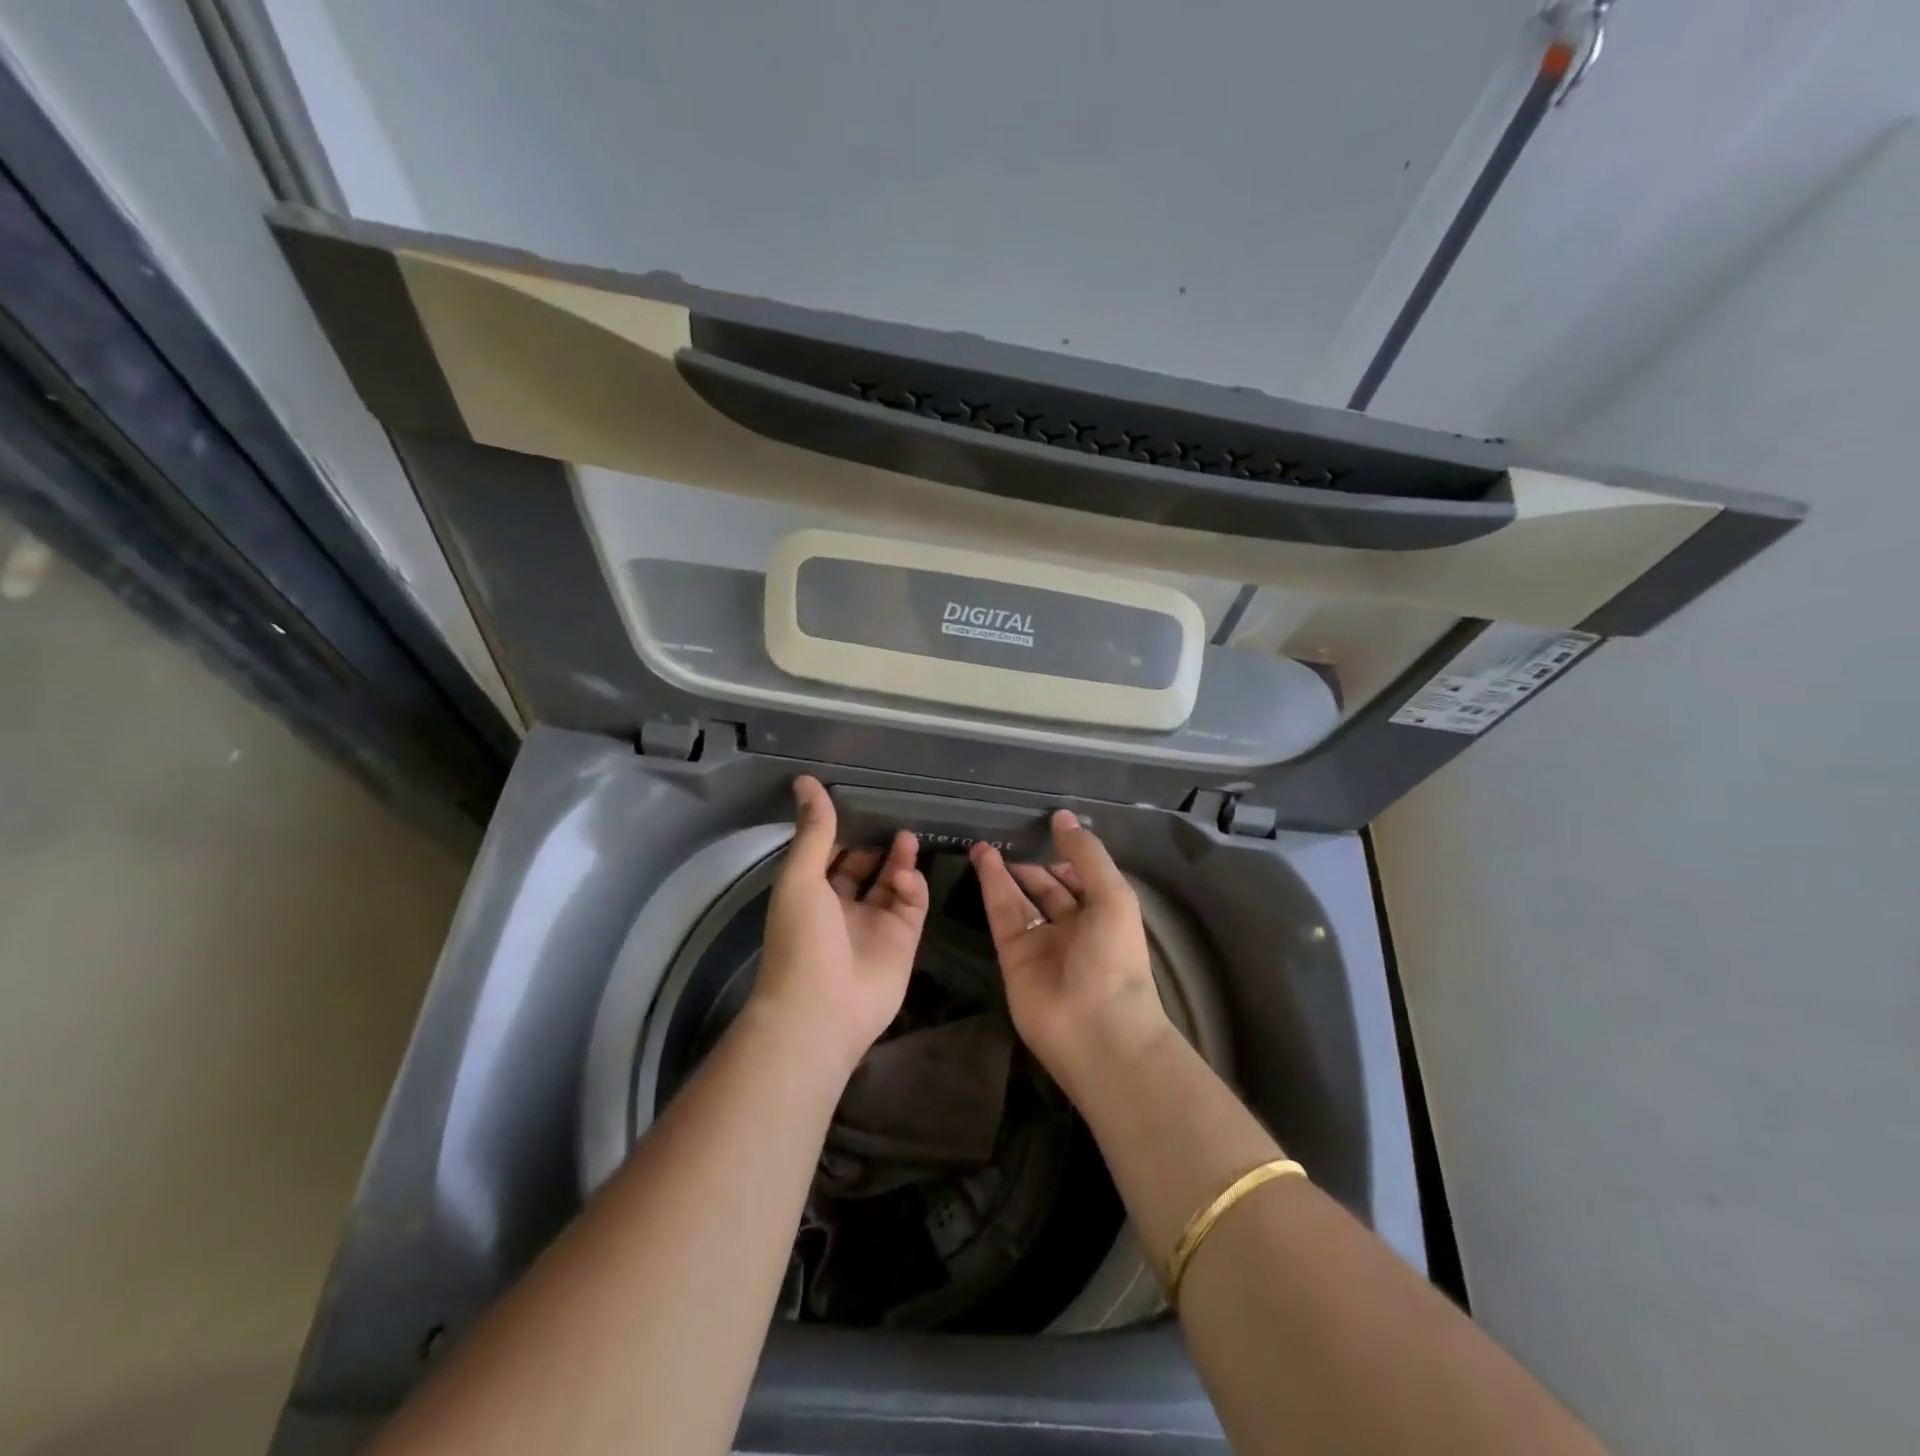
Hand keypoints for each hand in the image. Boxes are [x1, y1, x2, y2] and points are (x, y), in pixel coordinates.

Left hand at [751, 777, 928, 1072]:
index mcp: (811, 893)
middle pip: (864, 867)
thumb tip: (806, 780)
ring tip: (907, 836)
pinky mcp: (903, 941)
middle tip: (893, 813)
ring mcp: (874, 925)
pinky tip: (908, 878)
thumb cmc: (802, 939)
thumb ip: (814, 830)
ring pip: (892, 883)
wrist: (822, 1009)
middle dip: (876, 842)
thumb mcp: (801, 877)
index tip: (859, 799)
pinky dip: (913, 888)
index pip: (830, 853)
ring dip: (899, 860)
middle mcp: (842, 907)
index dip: (843, 829)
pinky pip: (912, 906)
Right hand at [969, 812, 1174, 1094]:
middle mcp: (1073, 927)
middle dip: (1030, 862)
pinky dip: (992, 887)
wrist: (1096, 1030)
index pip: (1080, 877)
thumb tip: (1062, 816)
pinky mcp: (1013, 957)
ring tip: (984, 842)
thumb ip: (1086, 854)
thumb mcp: (1112, 895)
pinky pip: (1002, 915)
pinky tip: (983, 861)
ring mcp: (1041, 943)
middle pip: (1047, 888)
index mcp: (1104, 914)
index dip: (1064, 853)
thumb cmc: (1115, 958)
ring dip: (1004, 871)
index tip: (1042, 825)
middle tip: (1006, 833)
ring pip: (1019, 899)